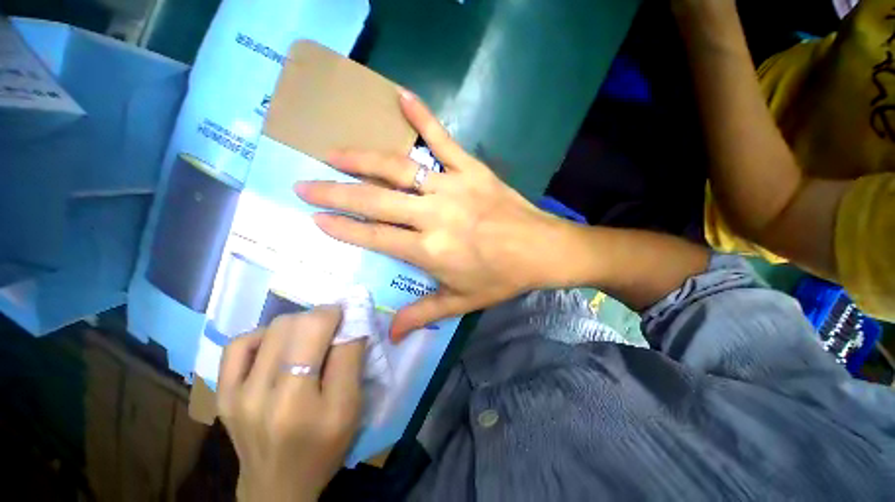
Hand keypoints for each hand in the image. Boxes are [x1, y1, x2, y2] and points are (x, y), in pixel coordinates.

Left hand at [217, 307, 364, 501]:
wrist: (277, 485)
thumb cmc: (324, 446)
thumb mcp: (351, 407)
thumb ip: (352, 359)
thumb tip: (351, 322)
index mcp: (308, 405)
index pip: (331, 340)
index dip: (341, 316)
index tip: (349, 315)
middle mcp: (267, 397)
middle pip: (298, 326)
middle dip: (322, 316)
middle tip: (332, 327)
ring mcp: (237, 395)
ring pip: (274, 328)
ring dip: (298, 323)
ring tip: (307, 338)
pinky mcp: (222, 395)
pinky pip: (239, 344)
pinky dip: (264, 334)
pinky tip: (276, 345)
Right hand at [295, 89, 569, 340]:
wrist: (542, 250)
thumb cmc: (501, 277)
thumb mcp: (462, 302)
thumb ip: (424, 314)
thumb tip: (392, 336)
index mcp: (430, 250)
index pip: (375, 236)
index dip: (343, 228)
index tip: (316, 219)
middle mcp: (434, 215)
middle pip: (375, 201)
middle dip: (336, 193)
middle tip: (305, 184)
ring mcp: (452, 187)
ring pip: (400, 169)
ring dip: (362, 159)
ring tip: (332, 152)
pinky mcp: (472, 169)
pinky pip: (444, 139)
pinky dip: (423, 117)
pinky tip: (401, 96)